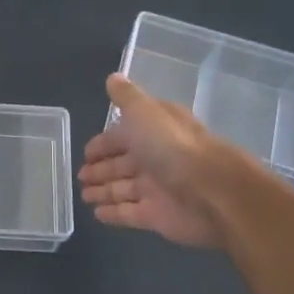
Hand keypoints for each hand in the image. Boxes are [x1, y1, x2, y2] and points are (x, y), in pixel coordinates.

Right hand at [78, 74, 243, 247]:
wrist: (213, 192)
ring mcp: (157, 189)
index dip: (103, 143)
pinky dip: (113, 214)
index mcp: (154, 131)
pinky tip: (97, 214)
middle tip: (80, 176)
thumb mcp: (145, 112)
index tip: (85, 152)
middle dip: (100, 169)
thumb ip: (127, 97)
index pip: (123, 135)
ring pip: (123, 189)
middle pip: (122, 164)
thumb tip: (113, 77)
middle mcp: (156, 158)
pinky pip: (129, 214)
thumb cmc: (173, 147)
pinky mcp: (157, 216)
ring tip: (83, 195)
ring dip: (103, 191)